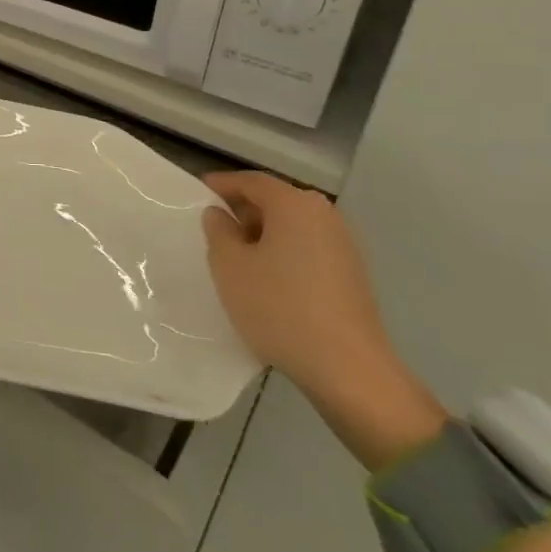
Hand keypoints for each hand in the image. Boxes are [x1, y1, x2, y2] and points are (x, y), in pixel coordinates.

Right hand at [203, 171, 444, 467]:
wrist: (348, 369)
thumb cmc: (278, 306)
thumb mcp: (229, 265)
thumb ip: (218, 231)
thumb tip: (221, 215)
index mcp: (295, 205)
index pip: (252, 181)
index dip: (222, 185)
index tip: (197, 195)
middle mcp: (325, 217)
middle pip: (276, 202)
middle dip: (243, 211)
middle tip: (214, 230)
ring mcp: (345, 247)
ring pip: (293, 228)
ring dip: (264, 235)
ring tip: (237, 259)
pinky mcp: (353, 276)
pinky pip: (308, 250)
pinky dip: (284, 254)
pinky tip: (268, 281)